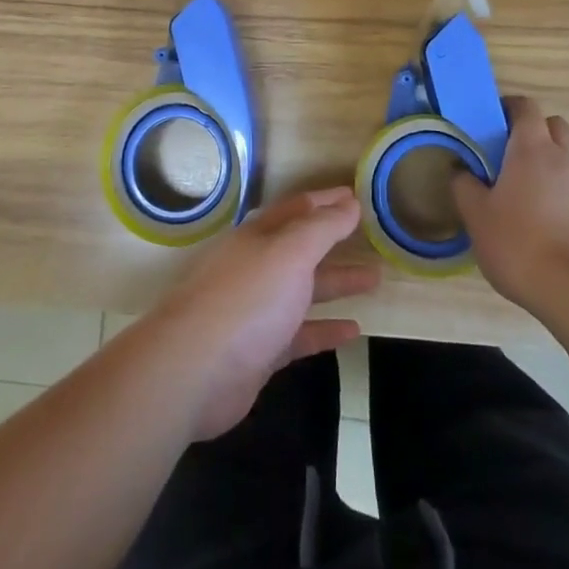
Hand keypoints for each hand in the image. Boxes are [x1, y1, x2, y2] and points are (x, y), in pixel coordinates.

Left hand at [140, 187, 379, 440]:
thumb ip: (322, 228)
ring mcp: (256, 310)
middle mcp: (256, 267)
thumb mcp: (290, 253)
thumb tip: (350, 202)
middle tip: (373, 238)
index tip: (357, 197)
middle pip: (301, 248)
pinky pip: (300, 334)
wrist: (194, 371)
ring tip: (374, 280)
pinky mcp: (259, 350)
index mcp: (258, 236)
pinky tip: (354, 331)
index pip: (297, 209)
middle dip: (335, 241)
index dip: (327, 201)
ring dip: (337, 283)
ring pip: (303, 290)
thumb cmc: (247, 299)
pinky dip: (325, 329)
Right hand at [451, 95, 568, 312]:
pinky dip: (561, 196)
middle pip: (555, 126)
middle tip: (509, 153)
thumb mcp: (477, 216)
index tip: (490, 121)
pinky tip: (543, 225)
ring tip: (523, 195)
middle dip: (535, 131)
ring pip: (568, 160)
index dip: (508, 107)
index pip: (526, 107)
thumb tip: (459, 169)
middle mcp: (564, 160)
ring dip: (549, 166)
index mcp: (532, 149)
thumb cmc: (521, 244)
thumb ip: (464, 187)